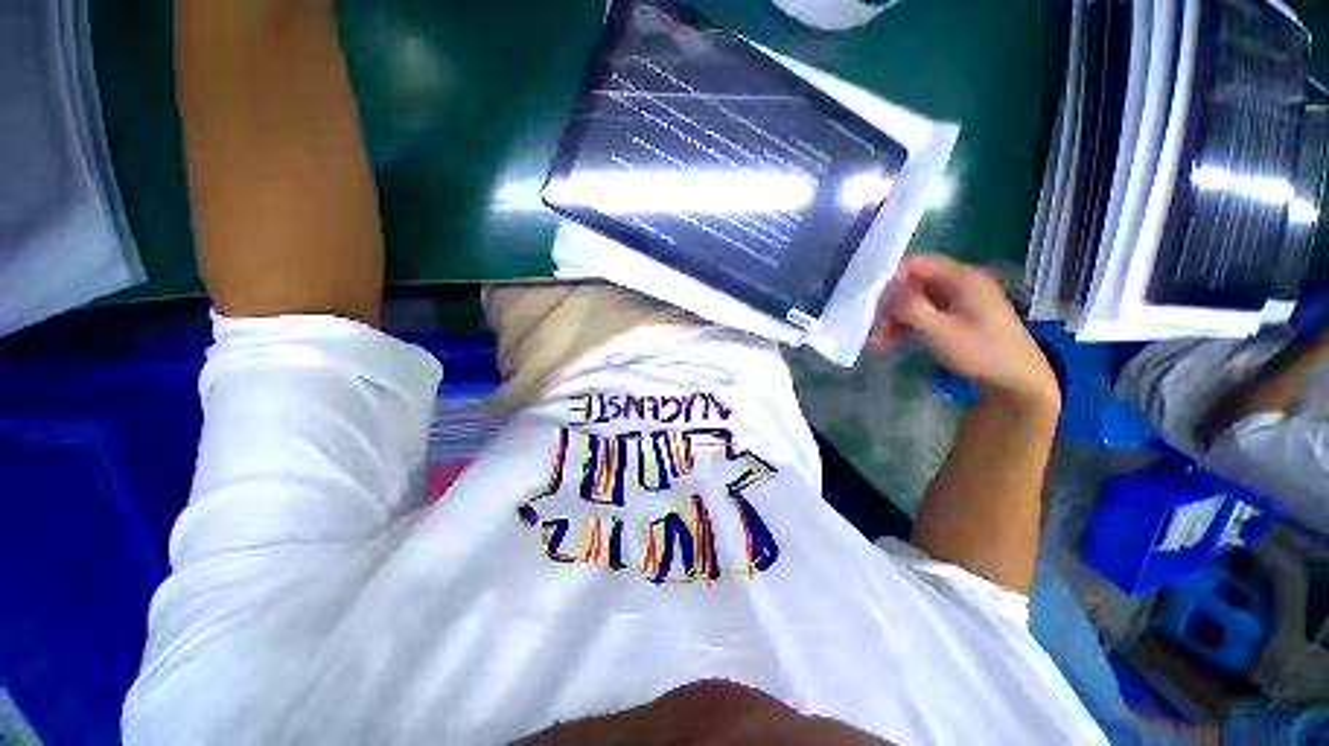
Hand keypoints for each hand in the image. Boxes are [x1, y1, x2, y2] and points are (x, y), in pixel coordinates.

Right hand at [871, 254, 1059, 411]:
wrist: (1015, 380)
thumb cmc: (981, 351)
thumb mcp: (942, 330)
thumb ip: (912, 308)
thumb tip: (884, 291)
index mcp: (960, 278)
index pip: (916, 263)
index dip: (890, 277)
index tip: (868, 299)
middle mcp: (957, 283)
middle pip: (912, 283)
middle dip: (887, 303)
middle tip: (867, 324)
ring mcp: (955, 301)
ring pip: (913, 301)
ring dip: (892, 318)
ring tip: (873, 339)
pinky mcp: (952, 317)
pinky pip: (921, 314)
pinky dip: (904, 326)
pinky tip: (887, 342)